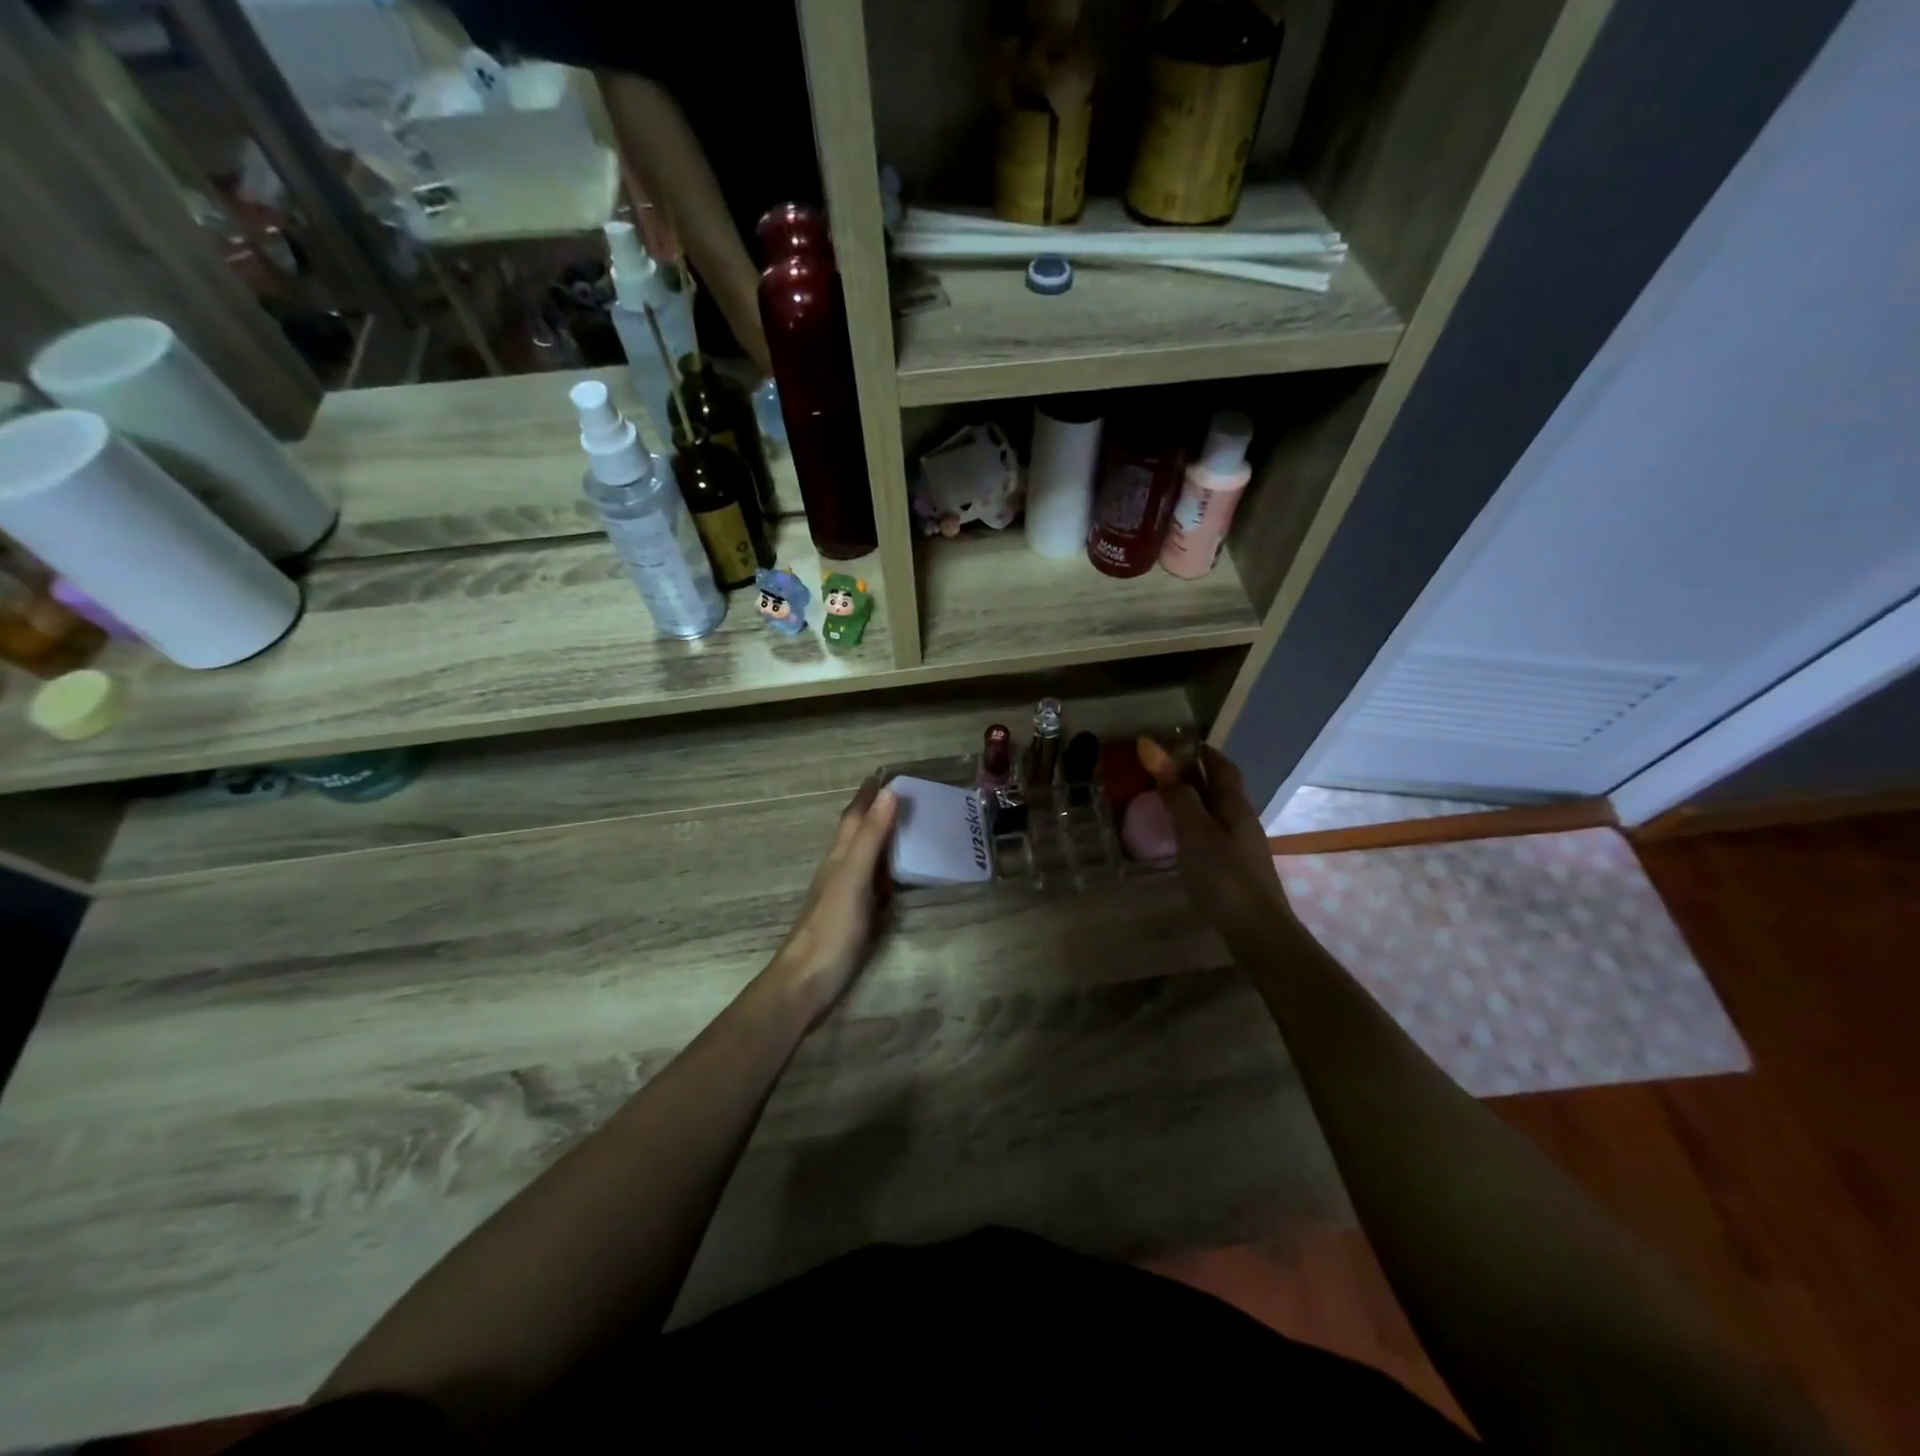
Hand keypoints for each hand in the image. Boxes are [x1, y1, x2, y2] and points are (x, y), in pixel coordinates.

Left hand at [763, 778, 898, 1025]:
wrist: (807, 981)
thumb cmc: (831, 927)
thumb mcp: (853, 877)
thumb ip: (871, 838)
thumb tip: (888, 793)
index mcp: (839, 857)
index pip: (854, 818)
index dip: (867, 796)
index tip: (884, 774)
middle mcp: (841, 871)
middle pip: (858, 834)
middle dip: (876, 813)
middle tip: (903, 797)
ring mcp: (846, 896)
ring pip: (866, 859)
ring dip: (882, 840)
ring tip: (907, 828)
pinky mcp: (854, 919)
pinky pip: (874, 885)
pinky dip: (888, 872)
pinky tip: (897, 878)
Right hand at [1154, 746, 1297, 942]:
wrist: (1257, 932)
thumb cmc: (1224, 876)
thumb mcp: (1195, 831)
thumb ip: (1177, 795)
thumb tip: (1155, 751)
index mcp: (1234, 806)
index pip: (1221, 766)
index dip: (1201, 752)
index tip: (1177, 742)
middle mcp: (1242, 821)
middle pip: (1220, 789)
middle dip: (1195, 775)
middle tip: (1162, 771)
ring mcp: (1242, 847)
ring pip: (1217, 813)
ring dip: (1194, 802)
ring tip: (1166, 802)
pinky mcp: (1236, 870)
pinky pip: (1213, 836)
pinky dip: (1195, 827)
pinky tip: (1180, 840)